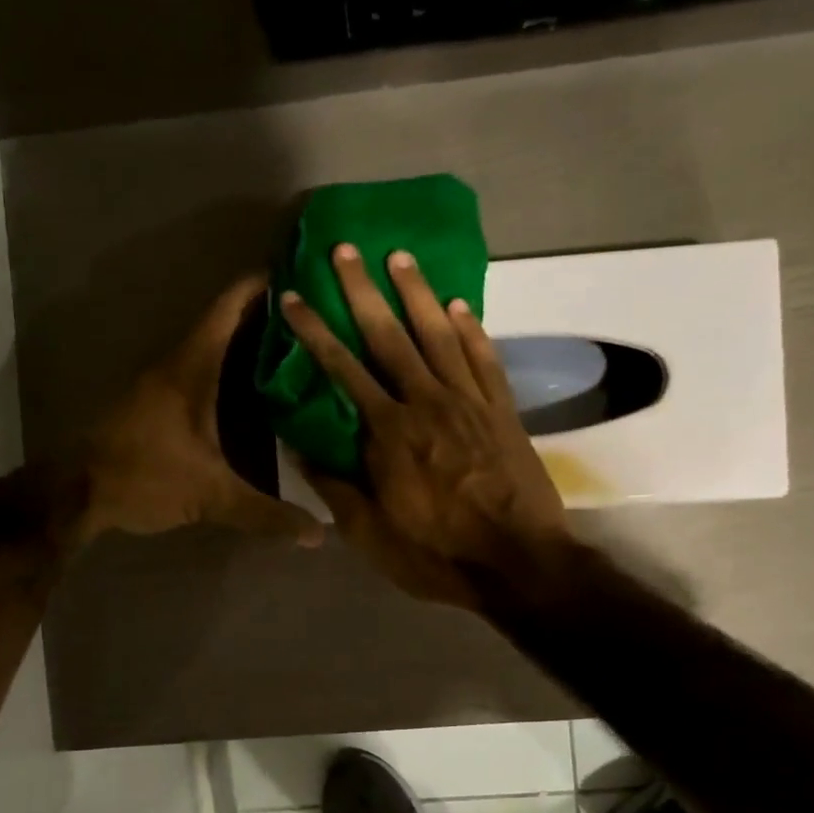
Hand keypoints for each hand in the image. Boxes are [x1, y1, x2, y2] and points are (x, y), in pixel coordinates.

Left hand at [81, 276, 324, 547]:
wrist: (78, 491)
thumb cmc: (145, 477)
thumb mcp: (211, 498)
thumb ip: (266, 513)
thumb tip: (319, 534)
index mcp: (192, 368)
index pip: (230, 306)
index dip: (263, 283)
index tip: (304, 272)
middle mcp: (178, 363)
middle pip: (228, 320)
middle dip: (270, 313)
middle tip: (318, 314)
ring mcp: (165, 379)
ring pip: (215, 344)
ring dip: (251, 339)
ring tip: (299, 347)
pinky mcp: (159, 399)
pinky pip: (204, 366)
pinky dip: (233, 365)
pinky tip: (259, 387)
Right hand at [279, 243, 569, 607]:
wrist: (520, 563)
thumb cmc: (438, 554)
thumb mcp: (371, 536)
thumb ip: (335, 488)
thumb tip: (301, 450)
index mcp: (389, 433)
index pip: (342, 370)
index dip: (315, 332)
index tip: (293, 297)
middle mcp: (427, 403)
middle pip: (389, 336)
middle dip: (363, 290)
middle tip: (345, 249)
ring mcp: (470, 402)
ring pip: (440, 335)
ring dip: (418, 293)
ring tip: (400, 256)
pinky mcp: (504, 411)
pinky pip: (485, 359)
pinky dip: (471, 330)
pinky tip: (458, 306)